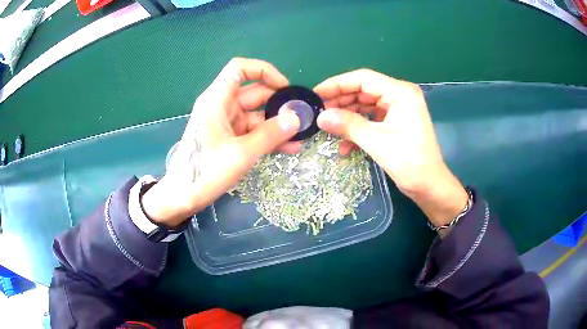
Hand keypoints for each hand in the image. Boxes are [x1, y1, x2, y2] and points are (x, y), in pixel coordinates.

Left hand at [142, 58, 300, 226]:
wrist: (183, 197)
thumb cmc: (205, 172)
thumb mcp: (241, 154)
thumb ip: (270, 135)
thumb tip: (296, 118)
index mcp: (217, 100)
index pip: (240, 69)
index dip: (264, 71)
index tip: (284, 87)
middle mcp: (222, 106)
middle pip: (254, 92)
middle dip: (279, 103)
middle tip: (302, 117)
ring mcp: (226, 123)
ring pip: (257, 115)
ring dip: (277, 125)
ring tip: (301, 136)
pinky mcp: (229, 138)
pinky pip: (253, 131)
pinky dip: (268, 137)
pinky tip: (289, 148)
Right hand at [314, 69, 466, 226]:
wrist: (429, 186)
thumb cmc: (410, 162)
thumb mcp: (377, 141)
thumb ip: (348, 125)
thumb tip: (320, 117)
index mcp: (400, 92)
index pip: (363, 79)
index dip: (337, 84)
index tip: (316, 94)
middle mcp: (399, 96)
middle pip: (363, 90)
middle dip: (340, 101)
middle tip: (318, 112)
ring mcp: (397, 109)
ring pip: (365, 105)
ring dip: (347, 117)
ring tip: (327, 127)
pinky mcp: (395, 123)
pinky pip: (371, 119)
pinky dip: (357, 129)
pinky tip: (344, 145)